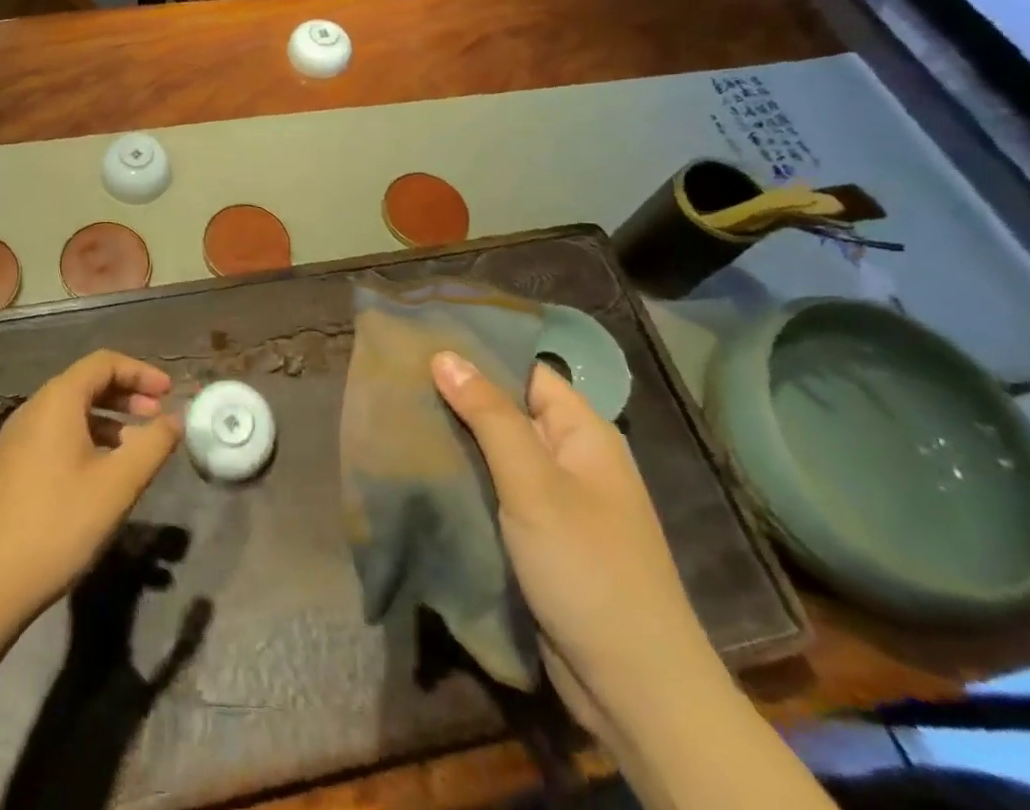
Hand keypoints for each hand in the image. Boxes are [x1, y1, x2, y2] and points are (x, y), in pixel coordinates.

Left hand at [0, 351, 183, 617]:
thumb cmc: (60, 523)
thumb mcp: (119, 483)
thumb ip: (153, 444)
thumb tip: (175, 419)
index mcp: (58, 400)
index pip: (104, 363)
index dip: (141, 372)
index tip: (168, 392)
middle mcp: (34, 408)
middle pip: (87, 382)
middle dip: (127, 394)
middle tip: (158, 416)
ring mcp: (18, 436)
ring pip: (72, 410)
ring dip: (109, 417)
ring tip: (136, 446)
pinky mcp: (13, 463)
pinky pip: (57, 432)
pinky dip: (88, 436)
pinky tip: (103, 470)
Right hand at [431, 352, 728, 741]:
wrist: (633, 689)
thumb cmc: (587, 568)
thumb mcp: (534, 484)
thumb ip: (489, 416)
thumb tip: (444, 354)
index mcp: (582, 433)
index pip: (525, 371)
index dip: (478, 353)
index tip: (422, 339)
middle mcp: (570, 458)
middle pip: (506, 410)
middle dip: (456, 397)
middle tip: (397, 377)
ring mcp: (555, 500)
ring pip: (495, 453)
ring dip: (455, 440)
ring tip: (396, 415)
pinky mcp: (537, 538)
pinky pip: (495, 492)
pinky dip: (463, 480)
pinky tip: (421, 468)